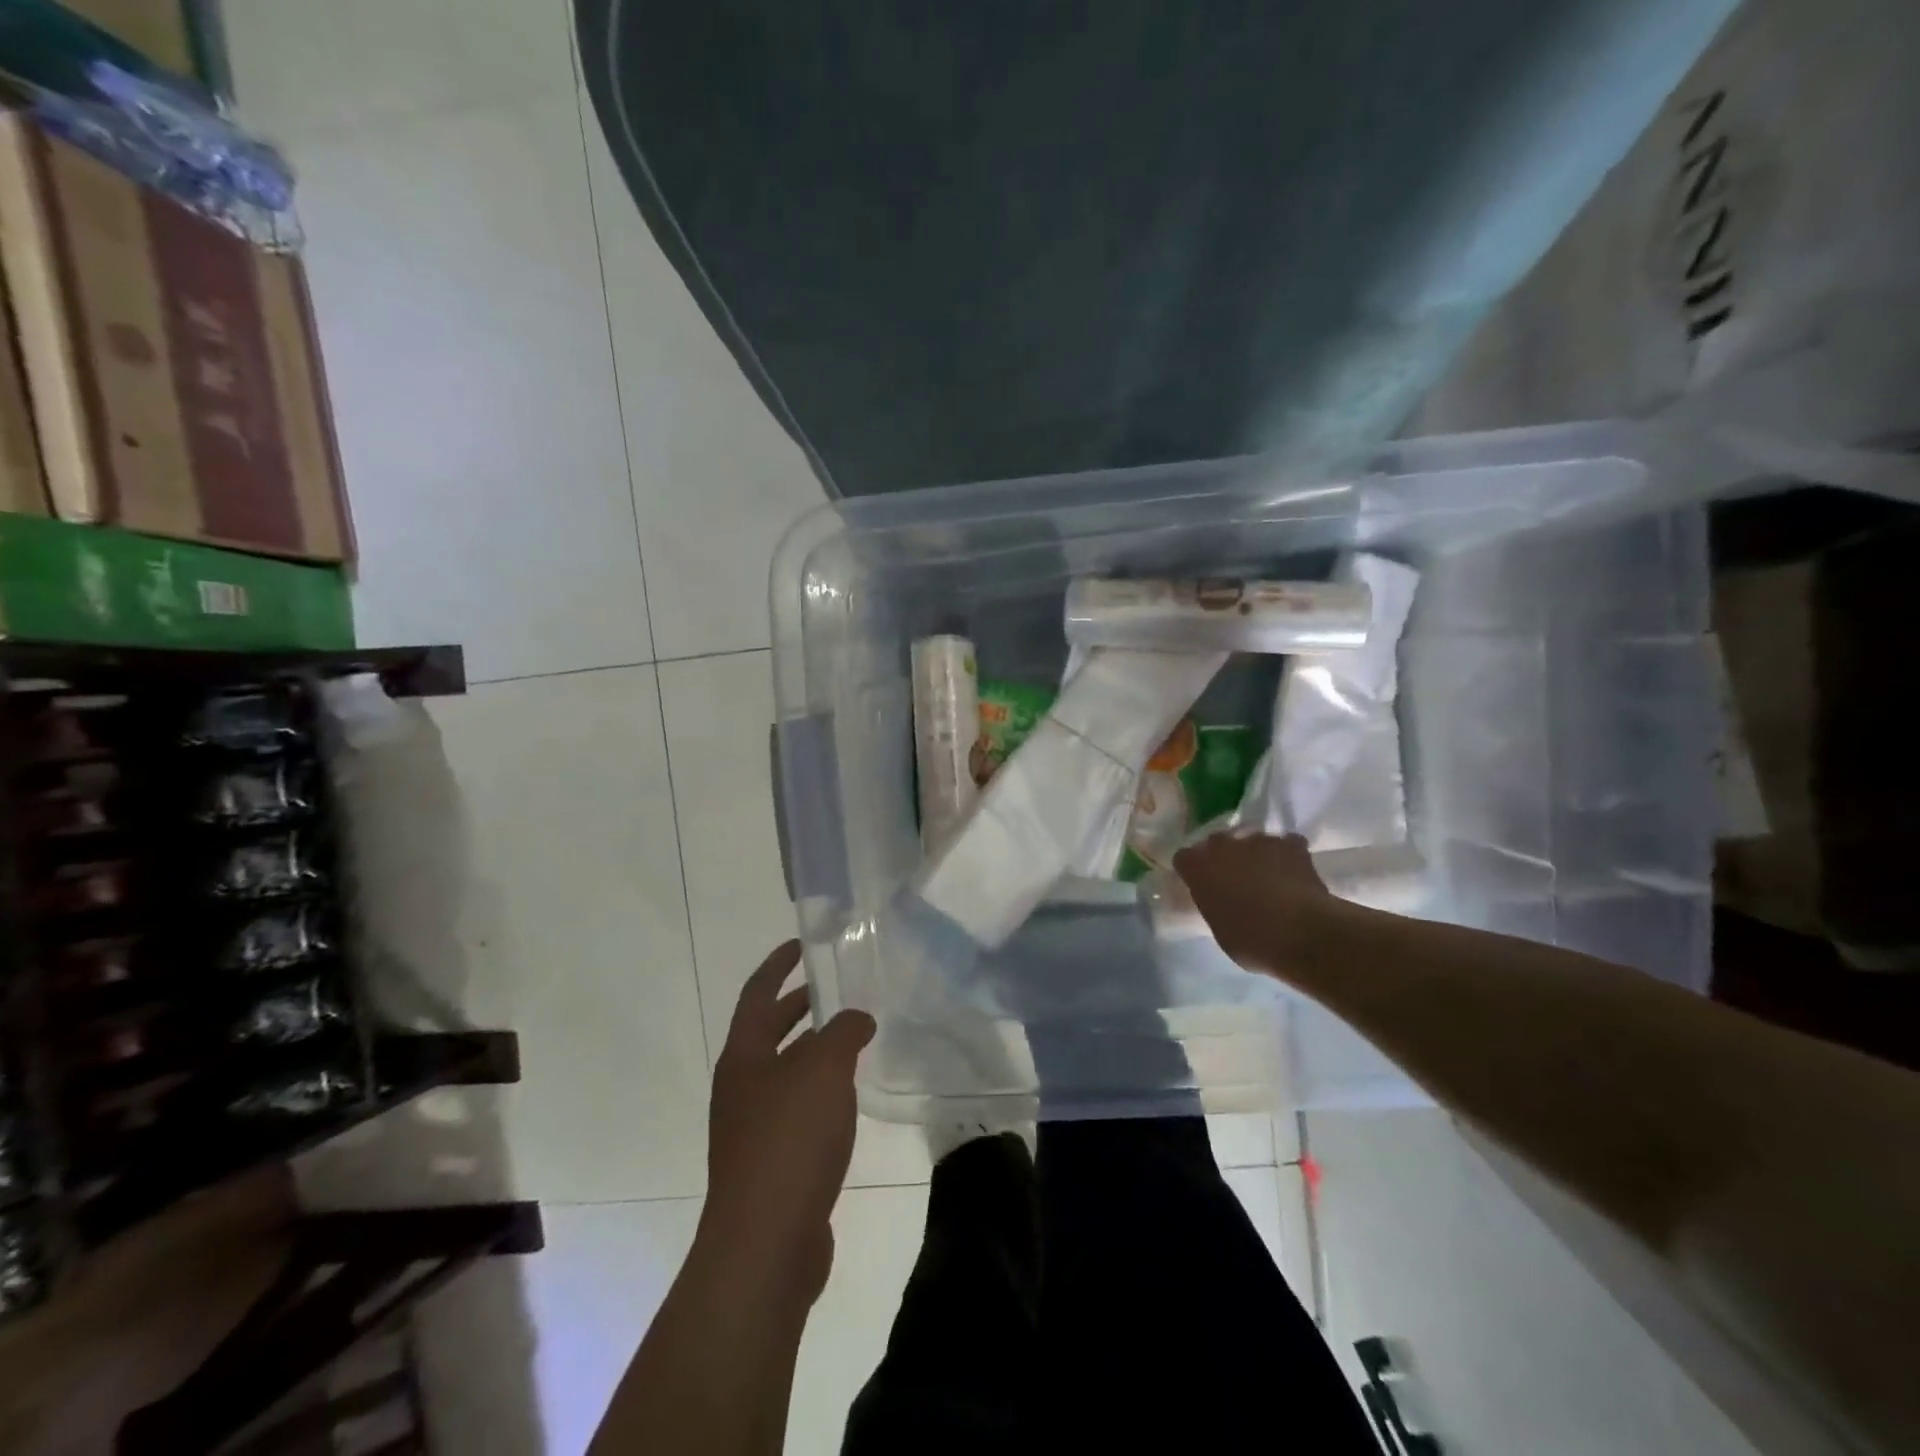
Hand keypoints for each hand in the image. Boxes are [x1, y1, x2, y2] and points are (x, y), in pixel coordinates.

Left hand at [701, 941, 875, 1306]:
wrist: (765, 1244)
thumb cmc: (789, 1140)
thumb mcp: (824, 1070)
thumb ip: (844, 1033)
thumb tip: (857, 1019)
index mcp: (743, 1056)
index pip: (757, 993)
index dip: (777, 964)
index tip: (799, 944)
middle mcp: (741, 1086)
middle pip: (769, 1032)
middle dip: (798, 1007)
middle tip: (834, 988)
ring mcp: (752, 1127)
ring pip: (786, 1071)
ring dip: (814, 1050)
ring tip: (853, 1038)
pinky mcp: (771, 1162)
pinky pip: (797, 1108)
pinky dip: (821, 1090)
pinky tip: (849, 1097)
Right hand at [1172, 831, 1331, 975]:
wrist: (1303, 935)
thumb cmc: (1252, 941)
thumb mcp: (1218, 928)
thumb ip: (1213, 904)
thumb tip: (1220, 902)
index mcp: (1199, 867)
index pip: (1184, 858)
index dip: (1192, 870)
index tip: (1199, 885)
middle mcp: (1224, 846)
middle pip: (1216, 842)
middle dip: (1222, 857)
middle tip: (1232, 880)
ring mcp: (1259, 841)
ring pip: (1251, 841)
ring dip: (1255, 855)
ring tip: (1267, 876)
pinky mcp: (1292, 844)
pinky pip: (1285, 844)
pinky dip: (1287, 855)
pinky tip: (1292, 873)